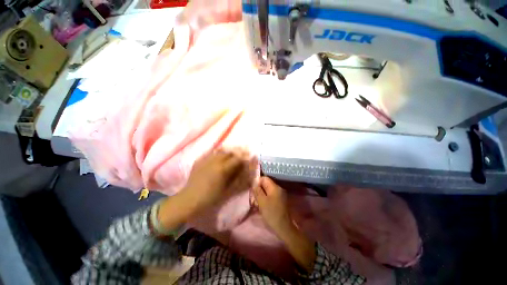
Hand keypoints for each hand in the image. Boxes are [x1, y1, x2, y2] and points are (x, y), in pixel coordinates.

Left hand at [181, 149, 255, 212]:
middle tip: (244, 151)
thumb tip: (247, 171)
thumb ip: (239, 179)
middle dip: (238, 151)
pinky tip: (220, 154)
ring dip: (229, 150)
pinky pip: (211, 153)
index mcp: (222, 169)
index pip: (237, 158)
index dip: (245, 156)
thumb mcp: (227, 190)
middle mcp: (214, 161)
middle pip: (229, 152)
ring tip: (234, 151)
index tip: (251, 155)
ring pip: (220, 150)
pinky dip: (218, 152)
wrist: (189, 200)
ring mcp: (206, 159)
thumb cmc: (211, 197)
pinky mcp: (199, 160)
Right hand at [253, 177, 293, 236]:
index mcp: (275, 187)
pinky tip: (262, 205)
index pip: (264, 178)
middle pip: (266, 184)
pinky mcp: (280, 200)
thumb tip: (254, 182)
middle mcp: (278, 188)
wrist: (284, 227)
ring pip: (267, 190)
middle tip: (254, 198)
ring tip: (257, 203)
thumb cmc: (272, 213)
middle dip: (258, 189)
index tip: (252, 190)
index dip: (257, 182)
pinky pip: (270, 195)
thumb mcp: (262, 201)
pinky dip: (265, 198)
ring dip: (261, 195)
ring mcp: (280, 194)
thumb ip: (257, 190)